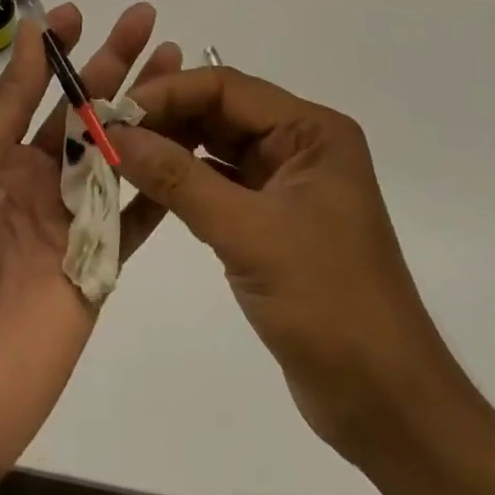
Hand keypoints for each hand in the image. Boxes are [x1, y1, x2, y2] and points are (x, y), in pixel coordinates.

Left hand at [0, 2, 180, 490]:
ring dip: (148, 109)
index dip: (59, 51)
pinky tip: (191, 143)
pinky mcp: (101, 269)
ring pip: (119, 152)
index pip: (37, 89)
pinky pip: (137, 216)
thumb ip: (5, 106)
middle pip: (86, 112)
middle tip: (148, 22)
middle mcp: (36, 182)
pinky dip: (163, 180)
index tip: (80, 13)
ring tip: (179, 65)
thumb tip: (30, 33)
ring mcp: (71, 225)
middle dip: (116, 65)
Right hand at [111, 65, 454, 467]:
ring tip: (118, 154)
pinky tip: (148, 186)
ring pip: (217, 147)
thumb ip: (178, 179)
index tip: (116, 111)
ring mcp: (287, 183)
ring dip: (171, 148)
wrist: (387, 407)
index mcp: (311, 131)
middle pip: (221, 112)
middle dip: (166, 118)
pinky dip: (185, 183)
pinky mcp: (274, 220)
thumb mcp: (248, 235)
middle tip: (108, 131)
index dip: (169, 94)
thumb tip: (114, 134)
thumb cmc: (328, 305)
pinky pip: (221, 184)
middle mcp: (301, 145)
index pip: (227, 88)